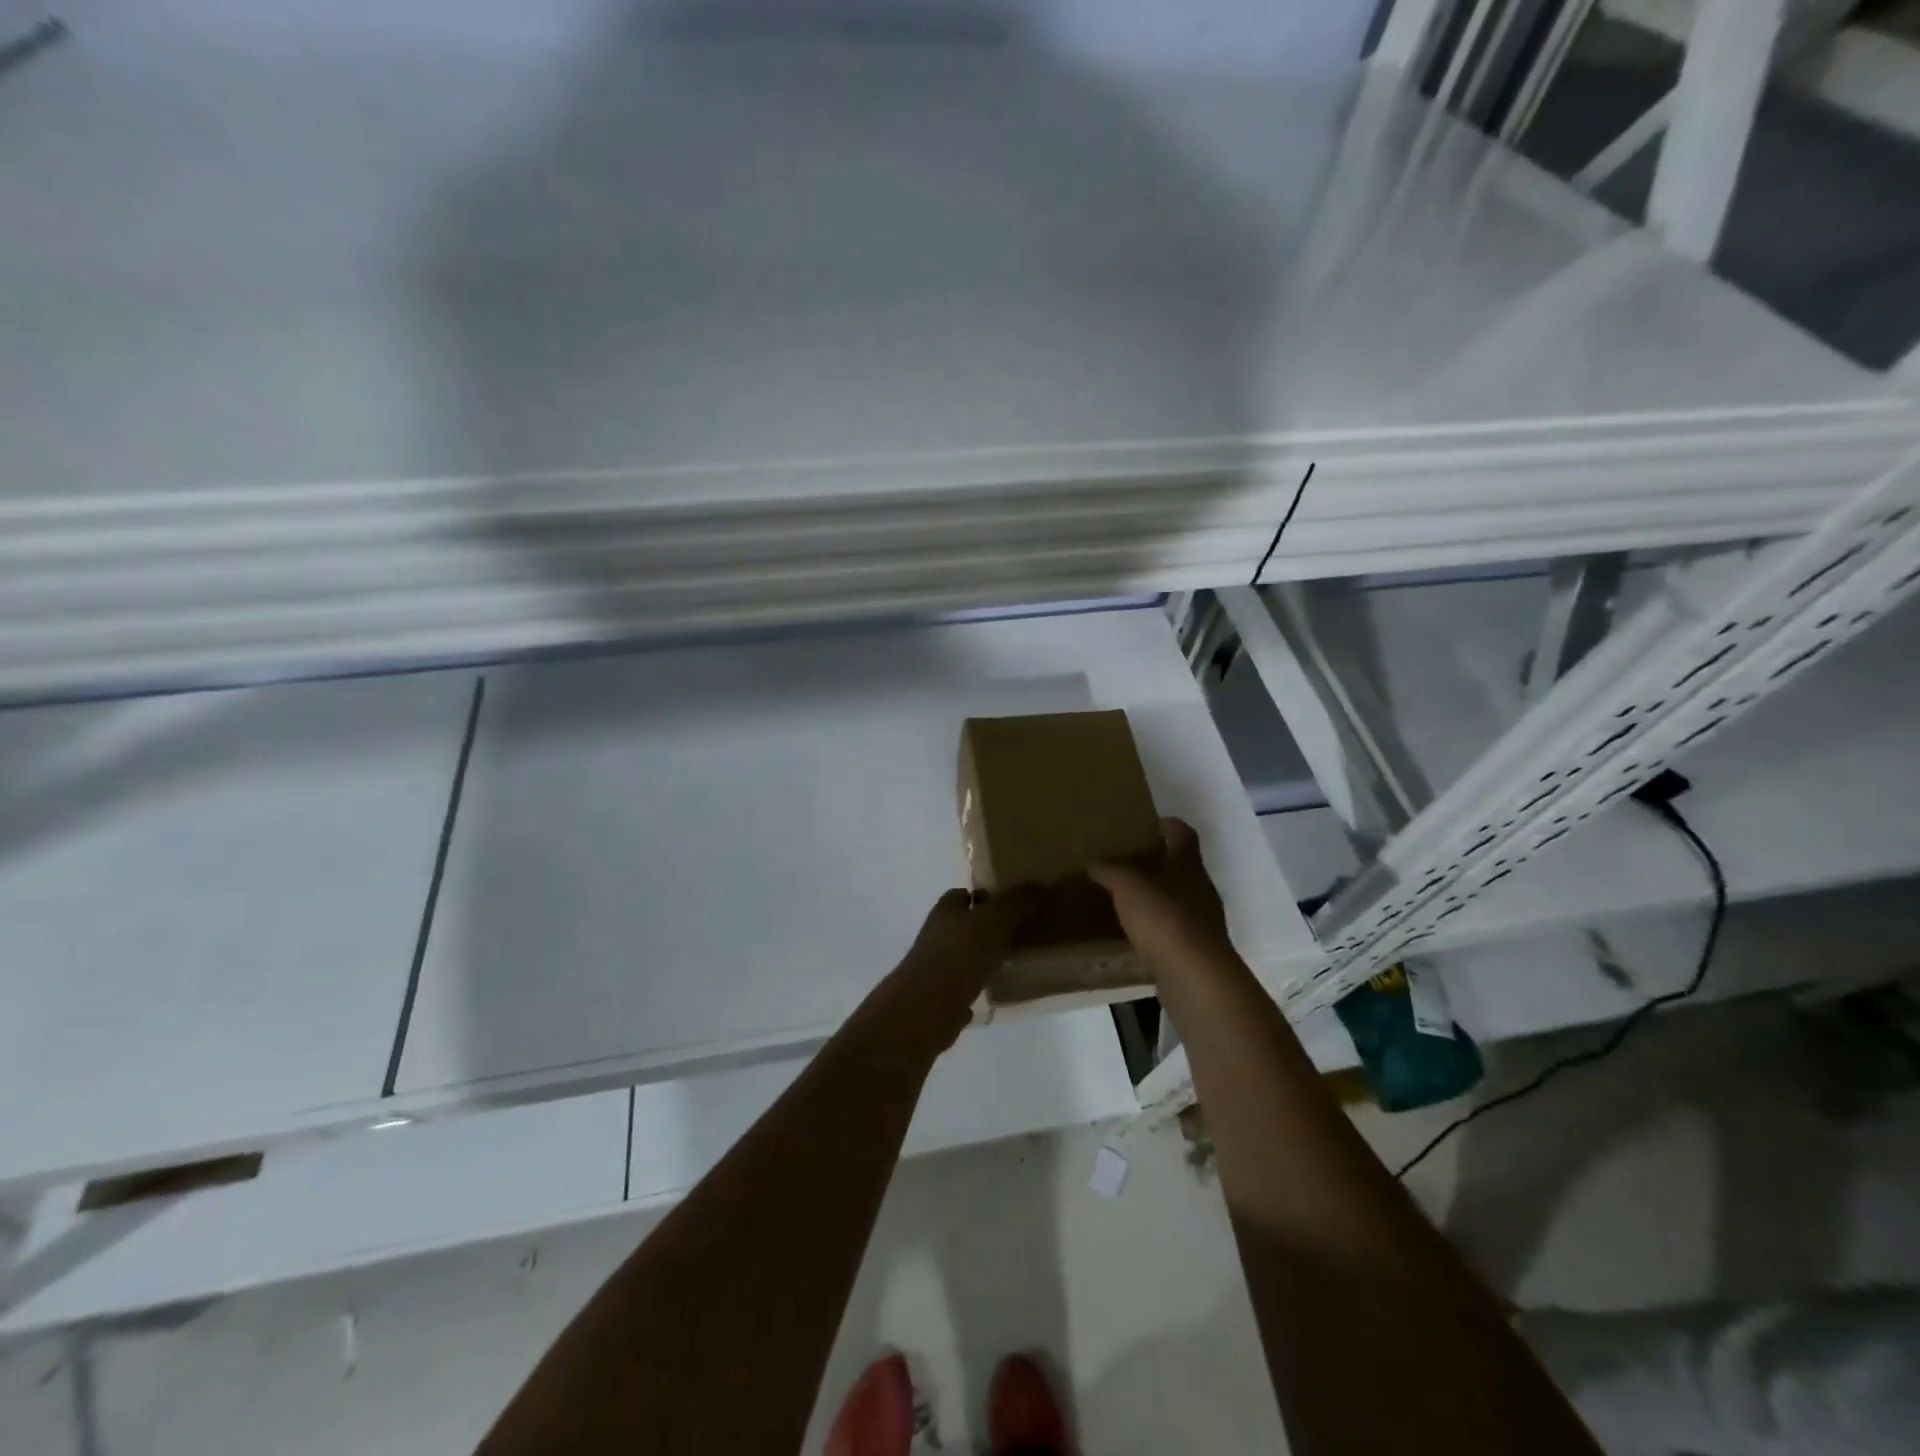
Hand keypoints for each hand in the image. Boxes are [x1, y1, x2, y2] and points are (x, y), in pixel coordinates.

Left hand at [870, 886, 1042, 1060]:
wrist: (929, 1006)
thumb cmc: (962, 953)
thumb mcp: (996, 919)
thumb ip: (1016, 901)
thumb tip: (1037, 885)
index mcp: (946, 910)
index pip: (962, 894)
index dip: (984, 897)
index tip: (1009, 905)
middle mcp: (935, 935)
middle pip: (962, 925)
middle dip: (984, 928)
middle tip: (1016, 934)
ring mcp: (933, 968)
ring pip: (961, 956)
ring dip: (980, 958)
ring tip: (1010, 963)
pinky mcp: (937, 998)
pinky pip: (959, 988)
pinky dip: (973, 988)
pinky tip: (992, 993)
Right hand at [1088, 818, 1233, 976]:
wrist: (1195, 975)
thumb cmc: (1163, 918)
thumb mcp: (1127, 886)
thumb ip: (1110, 870)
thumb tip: (1094, 861)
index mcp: (1188, 865)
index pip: (1183, 834)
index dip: (1170, 824)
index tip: (1152, 822)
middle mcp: (1201, 888)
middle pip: (1183, 866)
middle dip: (1160, 862)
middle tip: (1130, 861)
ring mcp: (1203, 920)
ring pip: (1180, 898)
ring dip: (1159, 895)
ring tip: (1129, 897)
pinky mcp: (1197, 948)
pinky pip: (1175, 928)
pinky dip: (1158, 926)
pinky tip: (1138, 932)